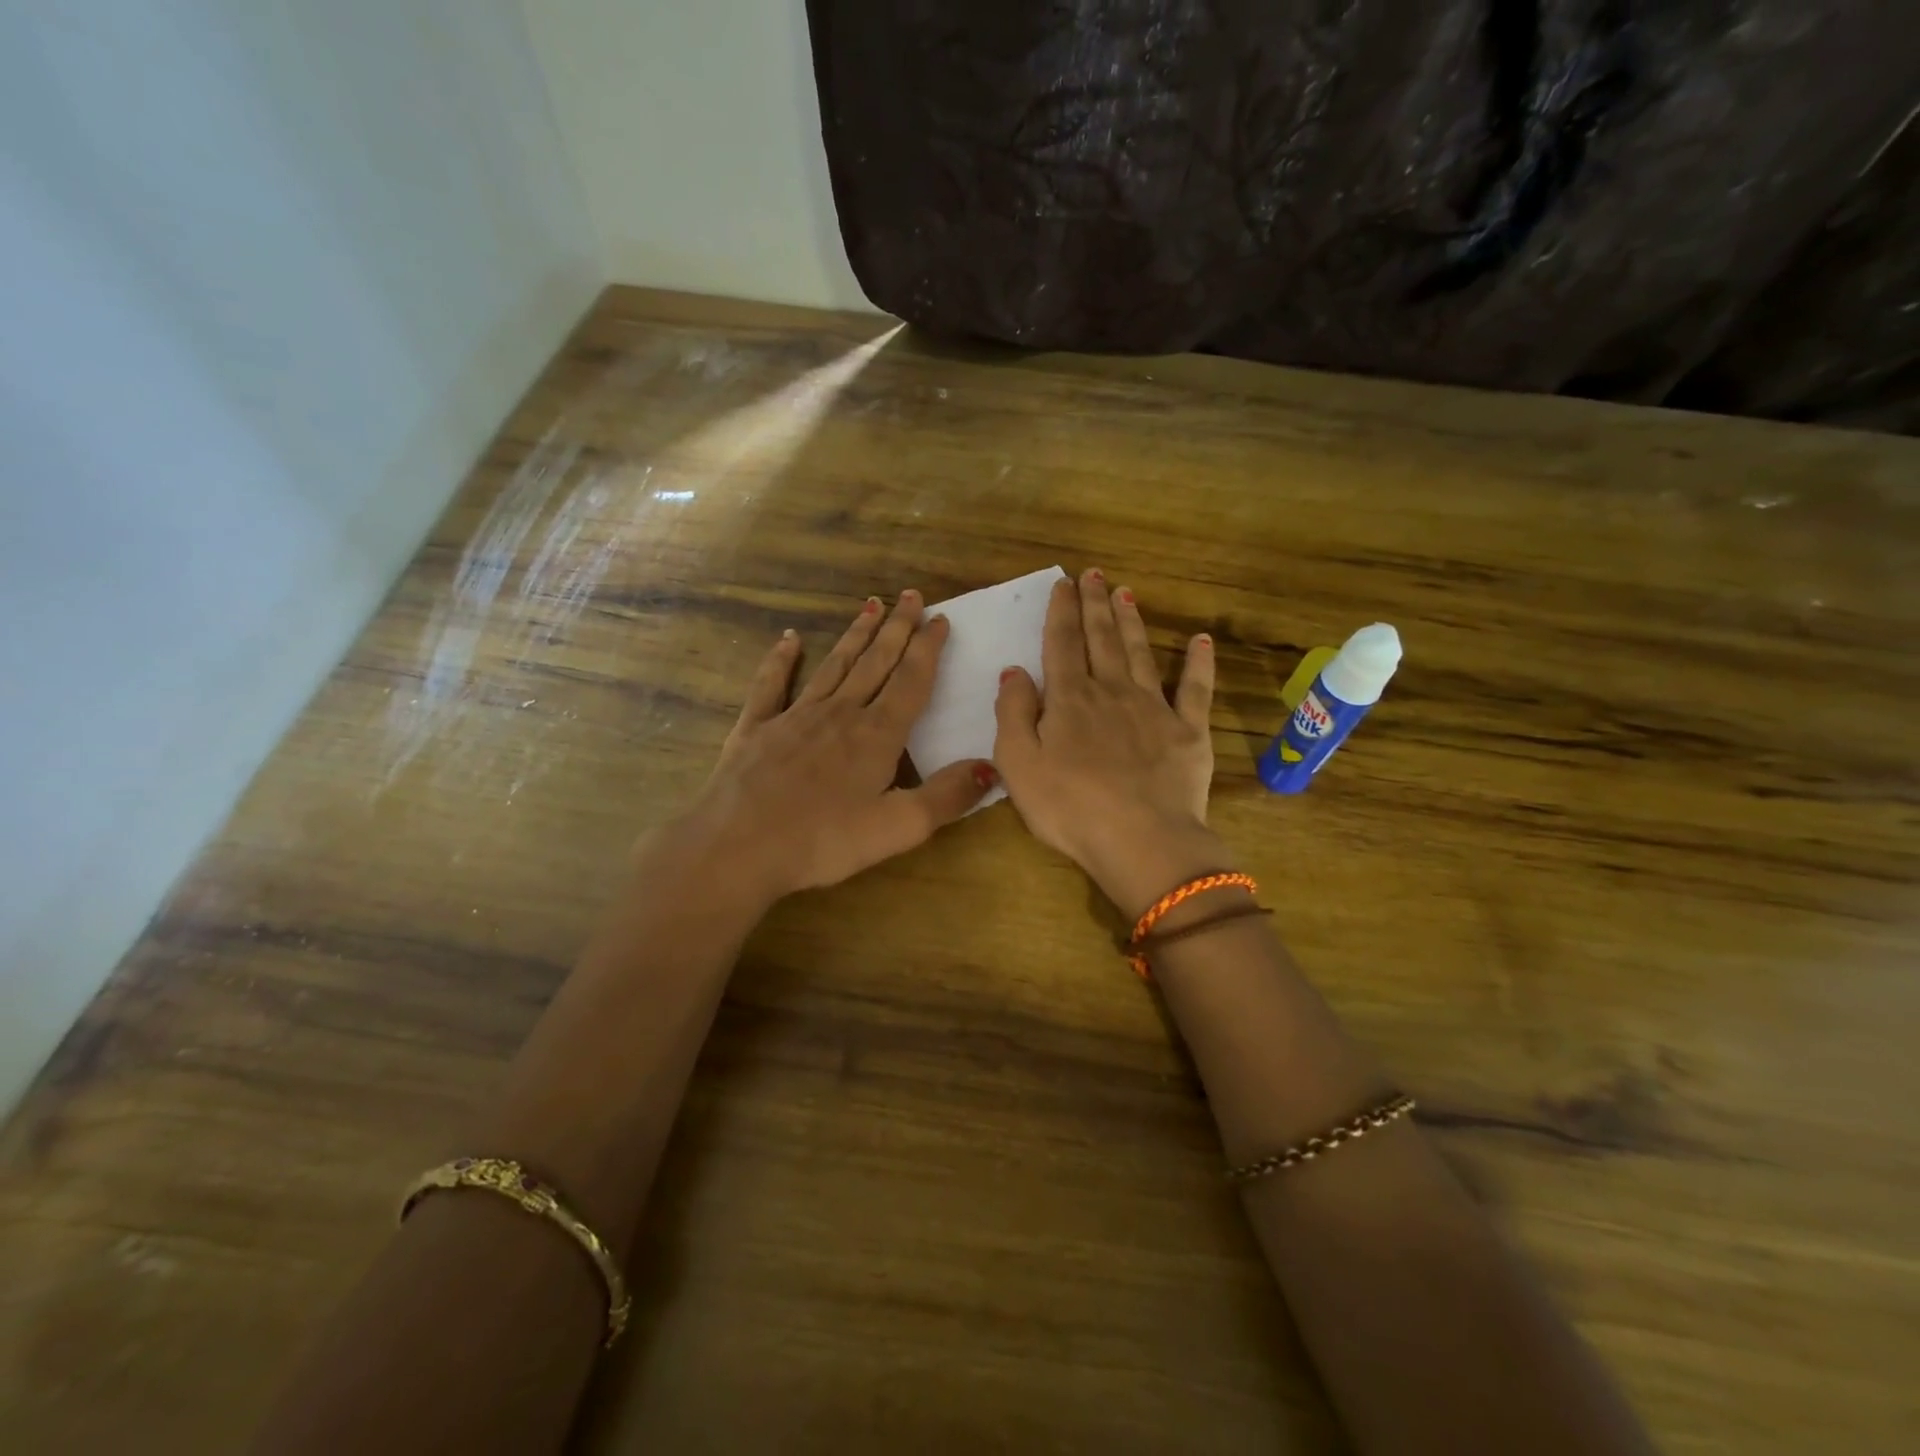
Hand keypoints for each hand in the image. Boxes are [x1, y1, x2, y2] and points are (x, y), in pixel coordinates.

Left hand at [671, 591, 994, 904]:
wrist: (737, 847)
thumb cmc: (822, 842)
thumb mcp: (897, 828)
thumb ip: (946, 797)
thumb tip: (991, 768)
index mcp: (876, 736)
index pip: (910, 682)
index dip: (928, 649)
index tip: (940, 619)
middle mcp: (839, 714)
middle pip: (875, 663)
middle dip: (897, 629)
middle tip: (912, 595)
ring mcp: (794, 717)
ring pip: (834, 665)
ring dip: (855, 635)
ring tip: (871, 605)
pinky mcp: (757, 728)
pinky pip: (772, 684)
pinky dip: (781, 659)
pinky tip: (789, 639)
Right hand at [993, 570, 1228, 916]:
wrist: (1140, 839)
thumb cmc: (1069, 806)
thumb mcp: (1018, 763)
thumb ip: (1012, 713)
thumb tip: (1014, 671)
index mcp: (1070, 699)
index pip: (1062, 644)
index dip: (1061, 611)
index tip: (1064, 583)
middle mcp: (1112, 691)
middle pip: (1102, 639)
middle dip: (1096, 604)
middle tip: (1095, 573)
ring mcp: (1154, 708)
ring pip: (1141, 653)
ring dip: (1132, 622)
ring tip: (1127, 593)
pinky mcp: (1188, 731)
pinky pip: (1195, 689)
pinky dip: (1199, 663)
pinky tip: (1201, 640)